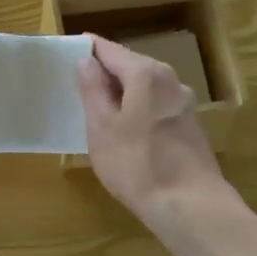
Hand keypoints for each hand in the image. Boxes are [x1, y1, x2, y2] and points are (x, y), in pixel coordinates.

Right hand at [77, 35, 234, 242]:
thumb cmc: (137, 164)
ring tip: (95, 109)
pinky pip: (155, 106)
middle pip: (130, 66)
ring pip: (145, 88)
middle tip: (76, 84)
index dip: (87, 50)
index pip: (110, 49)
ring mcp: (184, 103)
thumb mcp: (102, 127)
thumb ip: (93, 90)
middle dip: (104, 72)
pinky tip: (124, 131)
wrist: (190, 205)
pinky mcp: (189, 126)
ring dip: (121, 93)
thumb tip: (87, 60)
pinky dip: (137, 110)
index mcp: (146, 74)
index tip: (66, 53)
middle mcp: (169, 80)